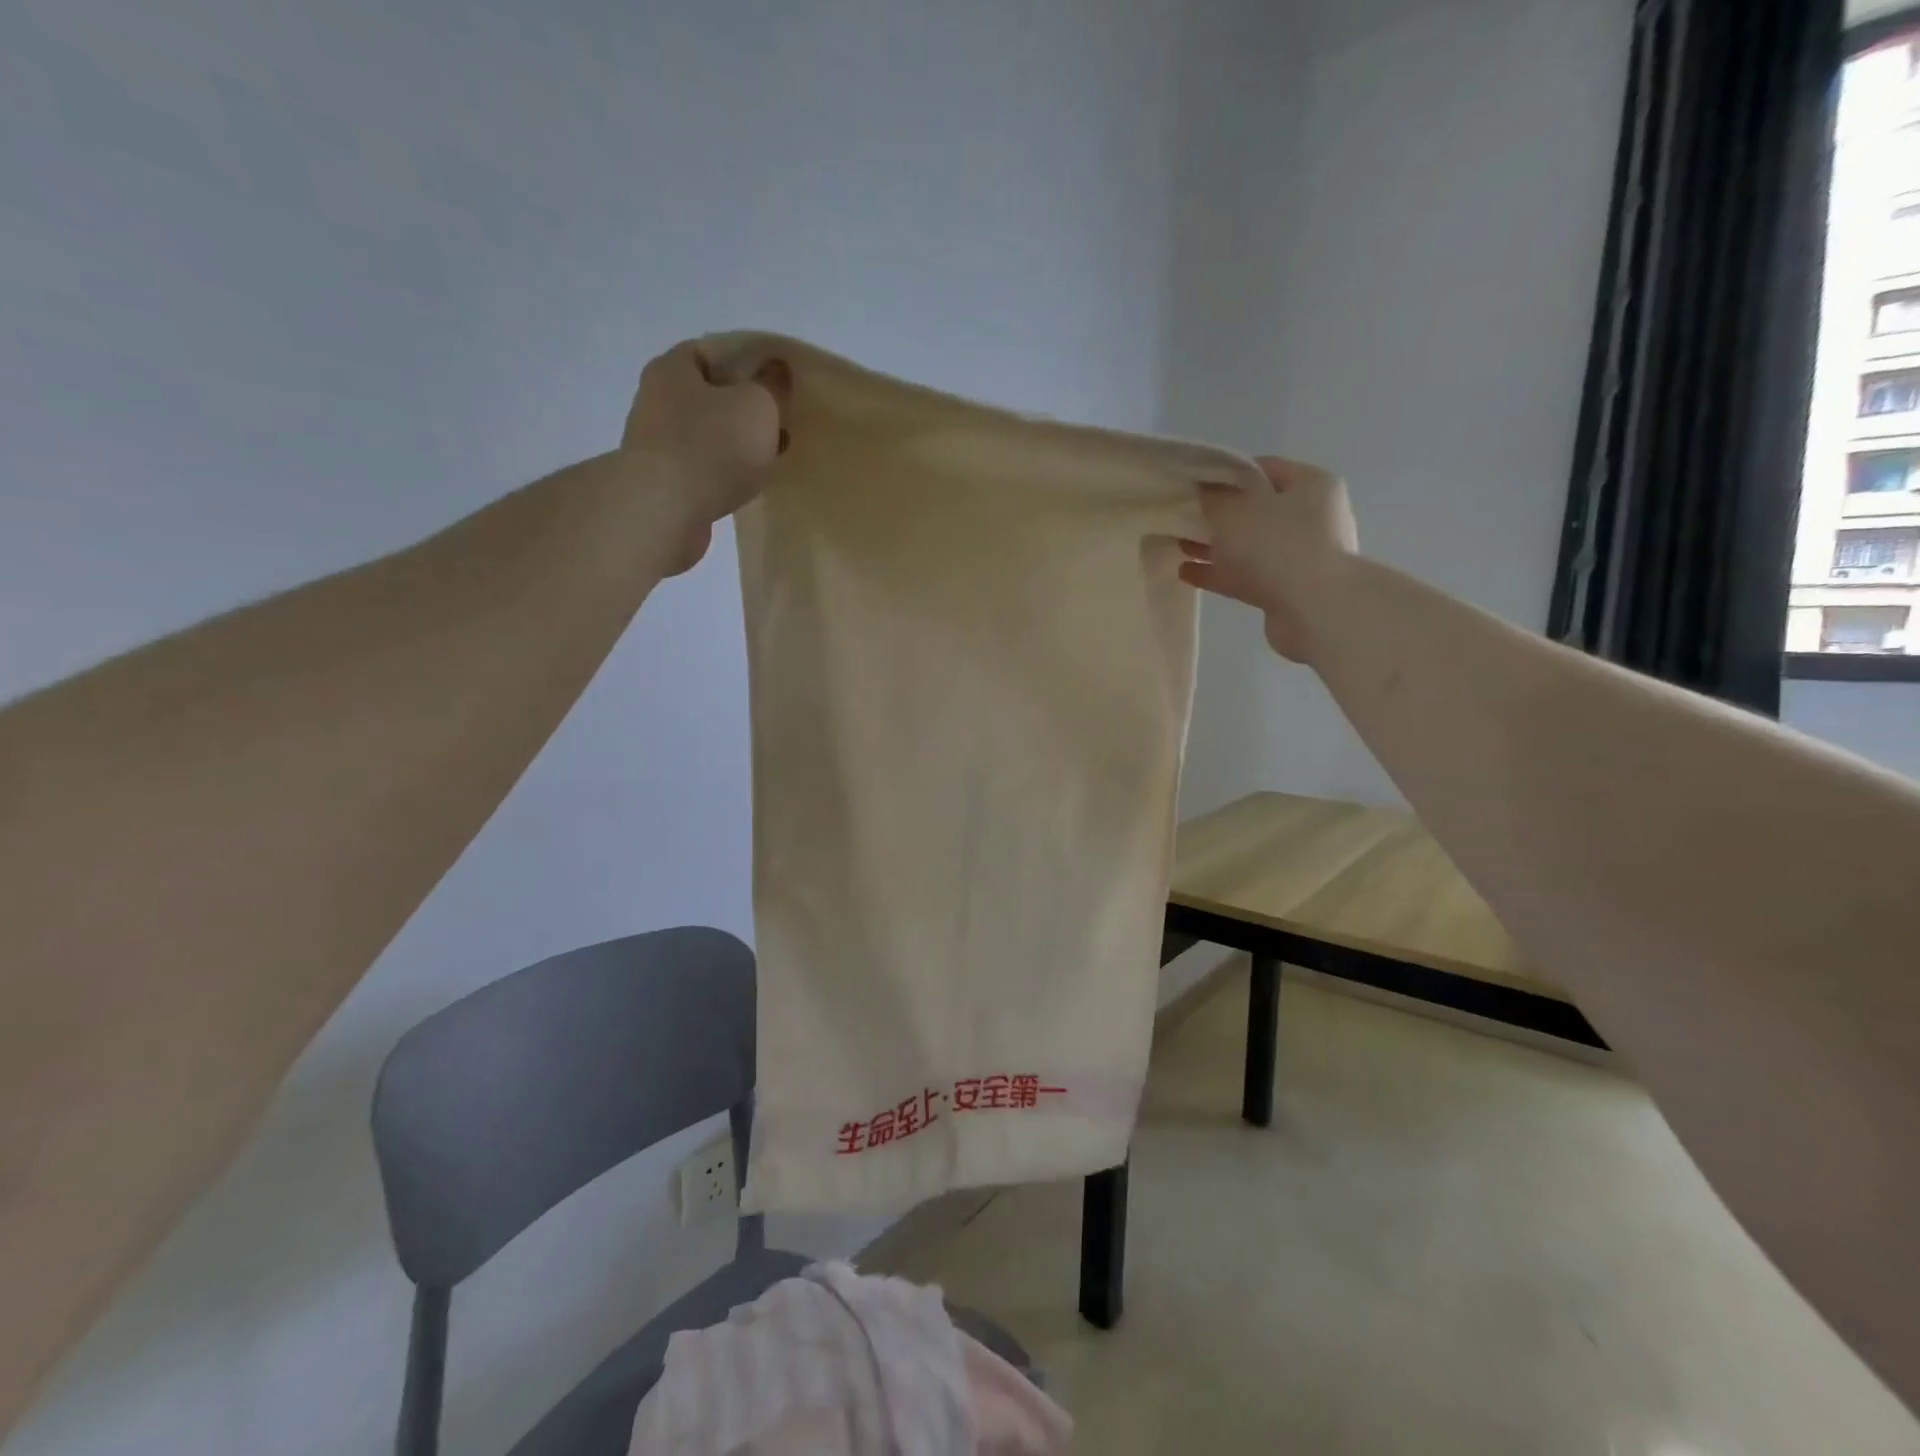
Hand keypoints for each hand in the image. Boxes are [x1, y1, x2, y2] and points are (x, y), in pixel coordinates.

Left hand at [620, 341, 790, 574]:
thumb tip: (777, 368)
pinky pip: (701, 467)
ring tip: (768, 457)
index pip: (712, 351)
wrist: (664, 512)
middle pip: (709, 394)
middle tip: (778, 422)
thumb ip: (772, 385)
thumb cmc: (711, 447)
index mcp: (673, 367)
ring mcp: (655, 443)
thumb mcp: (758, 406)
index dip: (748, 363)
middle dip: (743, 407)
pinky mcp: (661, 481)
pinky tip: (745, 485)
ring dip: (734, 443)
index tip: (777, 383)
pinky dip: (722, 472)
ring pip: (706, 433)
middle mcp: (655, 399)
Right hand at [1178, 456, 1357, 662]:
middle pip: (1256, 509)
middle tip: (1184, 515)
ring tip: (1180, 545)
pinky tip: (1186, 573)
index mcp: (1309, 485)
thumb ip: (1214, 499)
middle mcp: (1310, 517)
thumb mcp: (1235, 512)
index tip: (1194, 481)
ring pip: (1248, 545)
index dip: (1227, 472)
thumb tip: (1204, 492)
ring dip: (1215, 546)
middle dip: (1219, 513)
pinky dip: (1218, 573)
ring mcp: (1299, 556)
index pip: (1263, 468)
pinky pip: (1245, 575)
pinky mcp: (1285, 589)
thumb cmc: (1277, 545)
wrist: (1314, 610)